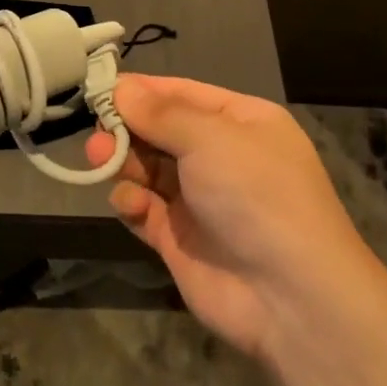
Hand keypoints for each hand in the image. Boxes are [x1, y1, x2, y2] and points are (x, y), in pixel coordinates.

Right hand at [86, 74, 371, 359]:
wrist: (290, 296)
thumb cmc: (255, 194)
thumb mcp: (210, 138)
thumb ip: (160, 113)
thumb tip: (120, 89)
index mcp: (239, 122)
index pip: (181, 94)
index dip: (141, 91)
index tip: (98, 89)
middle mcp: (221, 156)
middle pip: (160, 131)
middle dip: (127, 128)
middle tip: (96, 134)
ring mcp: (200, 199)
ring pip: (148, 168)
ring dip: (124, 162)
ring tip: (101, 160)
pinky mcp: (180, 238)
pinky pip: (145, 209)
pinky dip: (131, 201)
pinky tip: (129, 203)